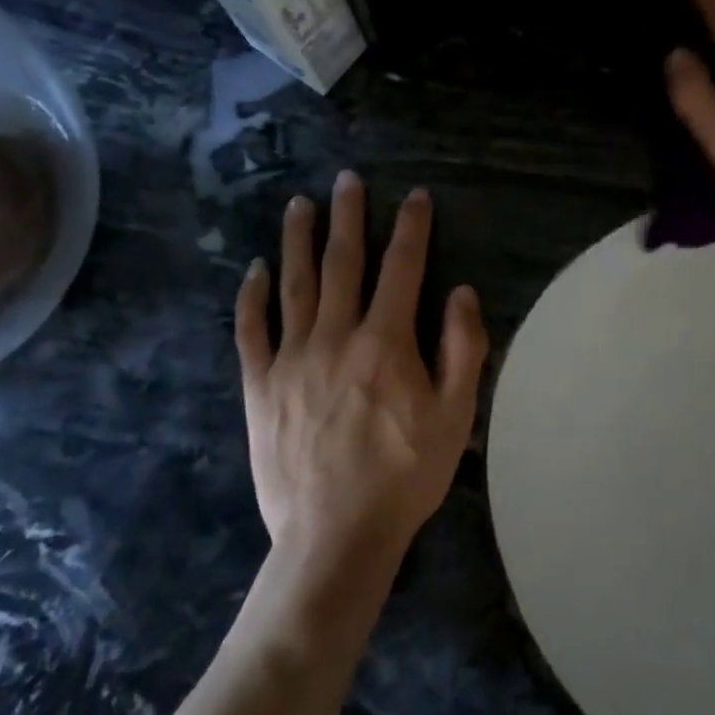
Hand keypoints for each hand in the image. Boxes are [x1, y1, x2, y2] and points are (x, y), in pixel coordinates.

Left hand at [235, 173, 488, 567]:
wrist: (336, 535)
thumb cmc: (405, 475)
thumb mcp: (455, 415)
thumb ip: (461, 348)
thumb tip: (461, 292)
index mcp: (386, 341)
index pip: (403, 268)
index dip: (412, 228)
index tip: (416, 197)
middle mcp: (336, 336)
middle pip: (344, 262)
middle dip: (349, 217)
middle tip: (348, 180)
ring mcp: (292, 359)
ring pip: (295, 285)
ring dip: (299, 240)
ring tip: (300, 204)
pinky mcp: (260, 386)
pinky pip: (252, 330)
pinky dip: (252, 297)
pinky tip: (255, 270)